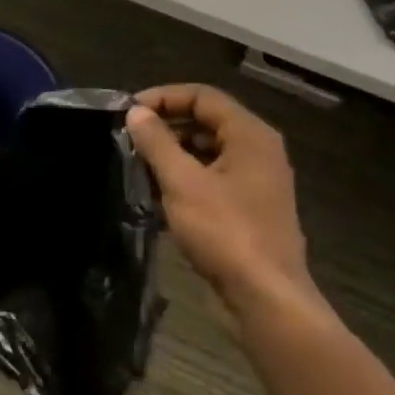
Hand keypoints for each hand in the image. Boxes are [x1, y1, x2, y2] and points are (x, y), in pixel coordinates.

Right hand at [126, 85, 315, 319]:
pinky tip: (157, 193)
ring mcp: (257, 181)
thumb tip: (136, 112)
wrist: (265, 298)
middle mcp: (259, 151)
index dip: (163, 97)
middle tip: (130, 137)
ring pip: (208, 151)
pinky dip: (186, 177)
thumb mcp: (182, 182)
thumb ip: (156, 142)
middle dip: (166, 125)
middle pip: (207, 120)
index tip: (129, 112)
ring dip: (173, 153)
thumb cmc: (225, 232)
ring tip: (138, 164)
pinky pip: (213, 177)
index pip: (202, 96)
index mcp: (250, 135)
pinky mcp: (250, 208)